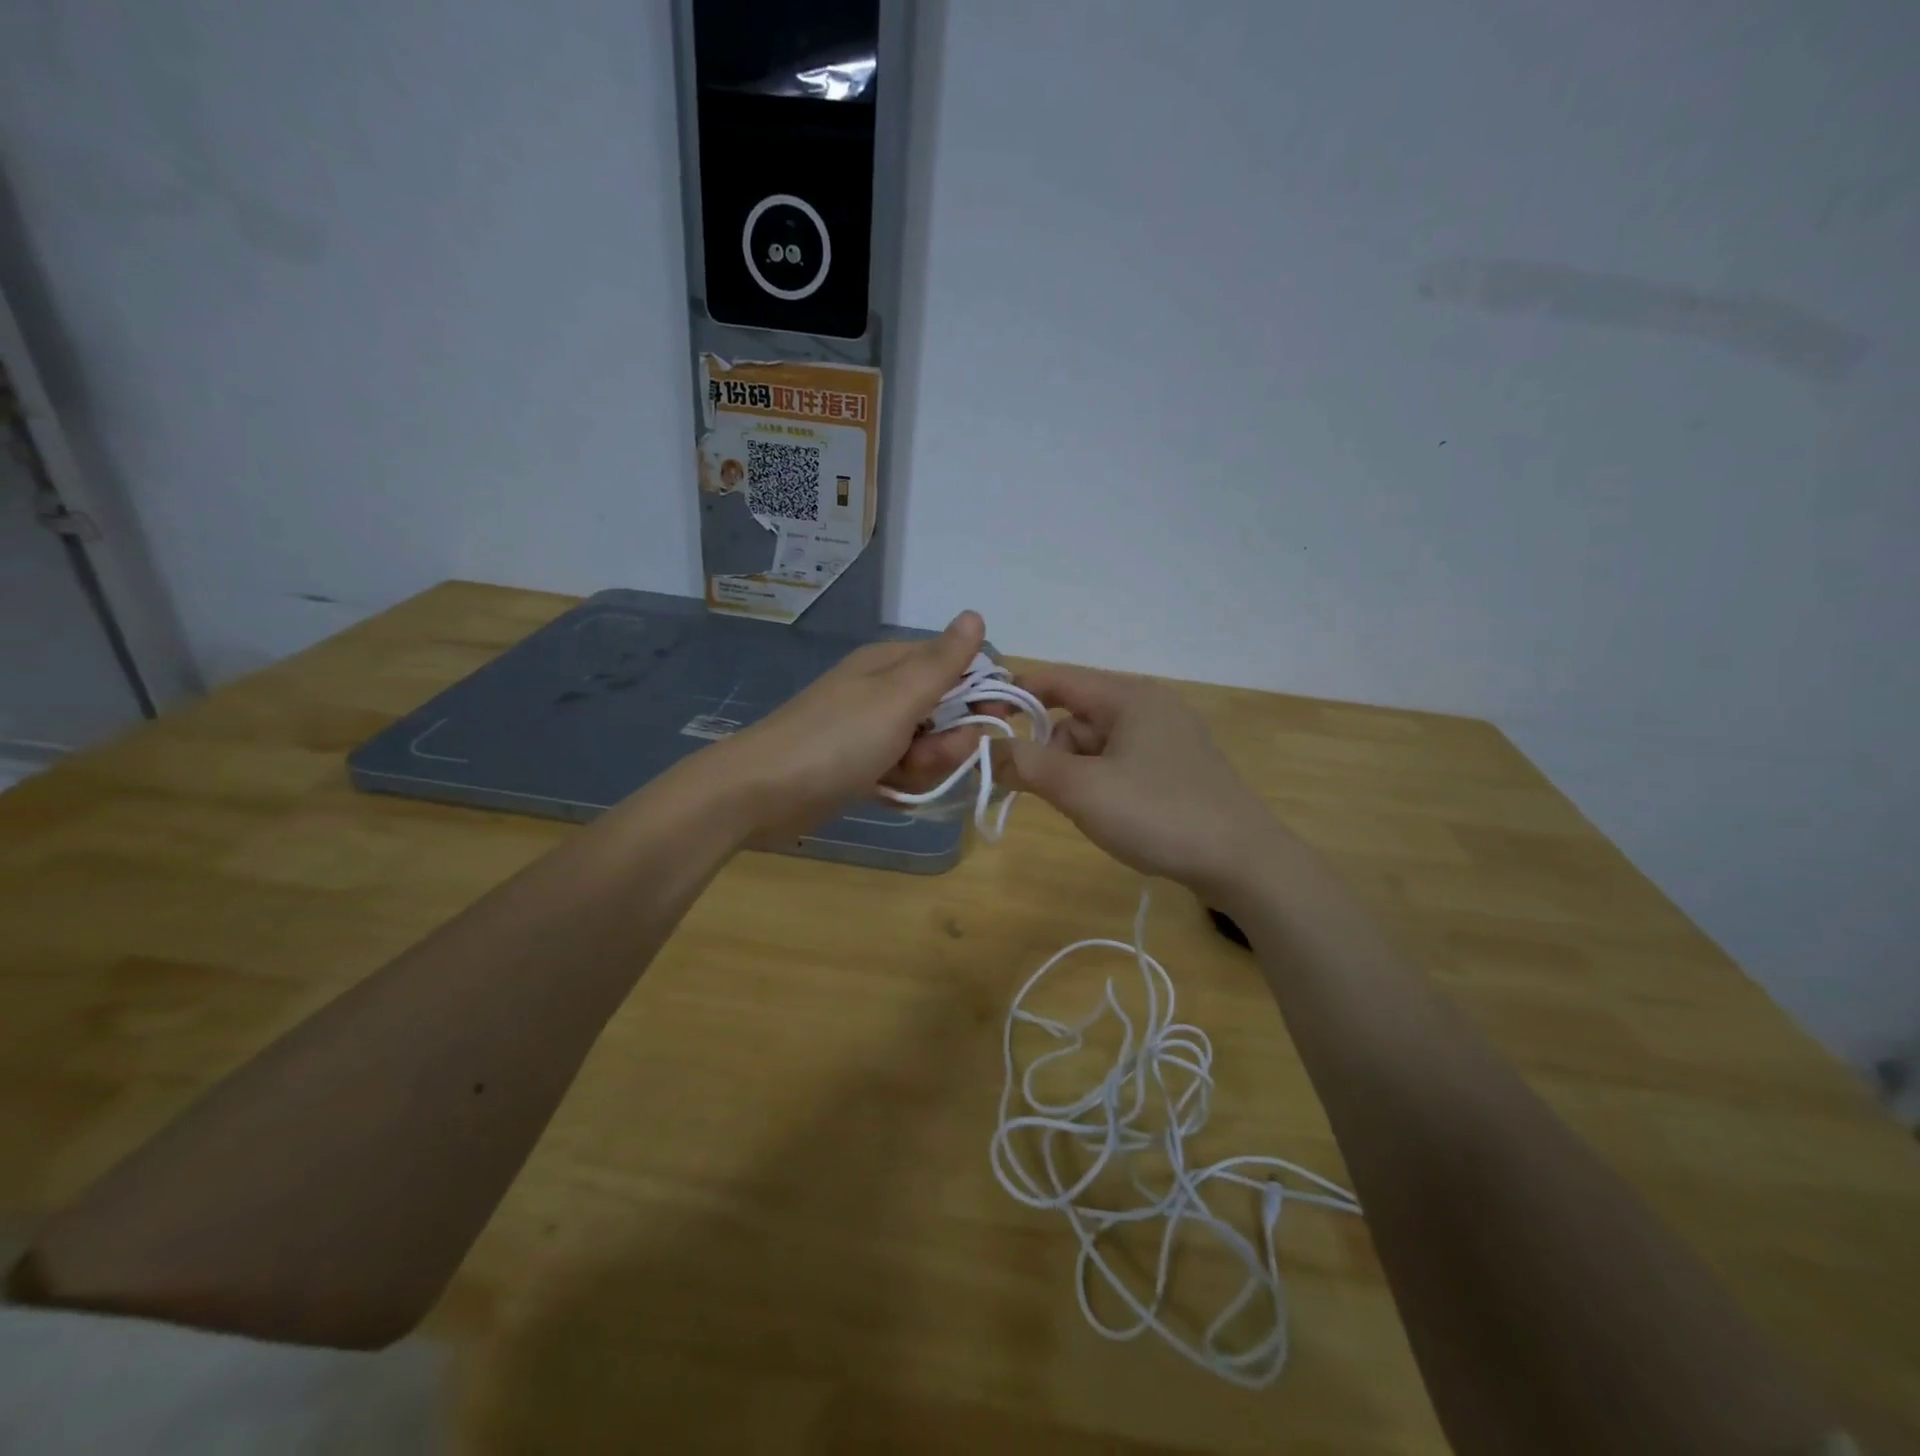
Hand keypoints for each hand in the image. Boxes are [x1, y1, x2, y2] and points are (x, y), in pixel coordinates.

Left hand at [718, 612, 1000, 832]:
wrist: (762, 792)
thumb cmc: (836, 739)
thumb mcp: (898, 697)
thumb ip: (943, 662)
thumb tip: (976, 615)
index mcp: (893, 665)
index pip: (958, 667)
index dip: (982, 692)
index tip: (995, 720)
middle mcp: (885, 693)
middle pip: (947, 713)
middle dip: (948, 741)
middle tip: (926, 756)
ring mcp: (872, 731)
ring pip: (928, 747)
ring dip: (925, 766)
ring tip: (897, 776)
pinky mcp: (862, 766)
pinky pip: (904, 771)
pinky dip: (902, 783)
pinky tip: (887, 791)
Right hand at [998, 665, 1295, 900]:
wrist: (1244, 862)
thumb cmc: (1158, 814)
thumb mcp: (1082, 789)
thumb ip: (1028, 765)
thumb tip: (988, 750)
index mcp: (1129, 696)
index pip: (1057, 679)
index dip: (1015, 694)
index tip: (980, 721)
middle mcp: (1150, 706)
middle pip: (1076, 715)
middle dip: (1051, 749)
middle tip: (1044, 790)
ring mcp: (1169, 737)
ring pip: (1098, 743)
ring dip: (1076, 771)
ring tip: (1084, 810)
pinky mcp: (1179, 767)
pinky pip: (1122, 762)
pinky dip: (1101, 781)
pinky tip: (1108, 813)